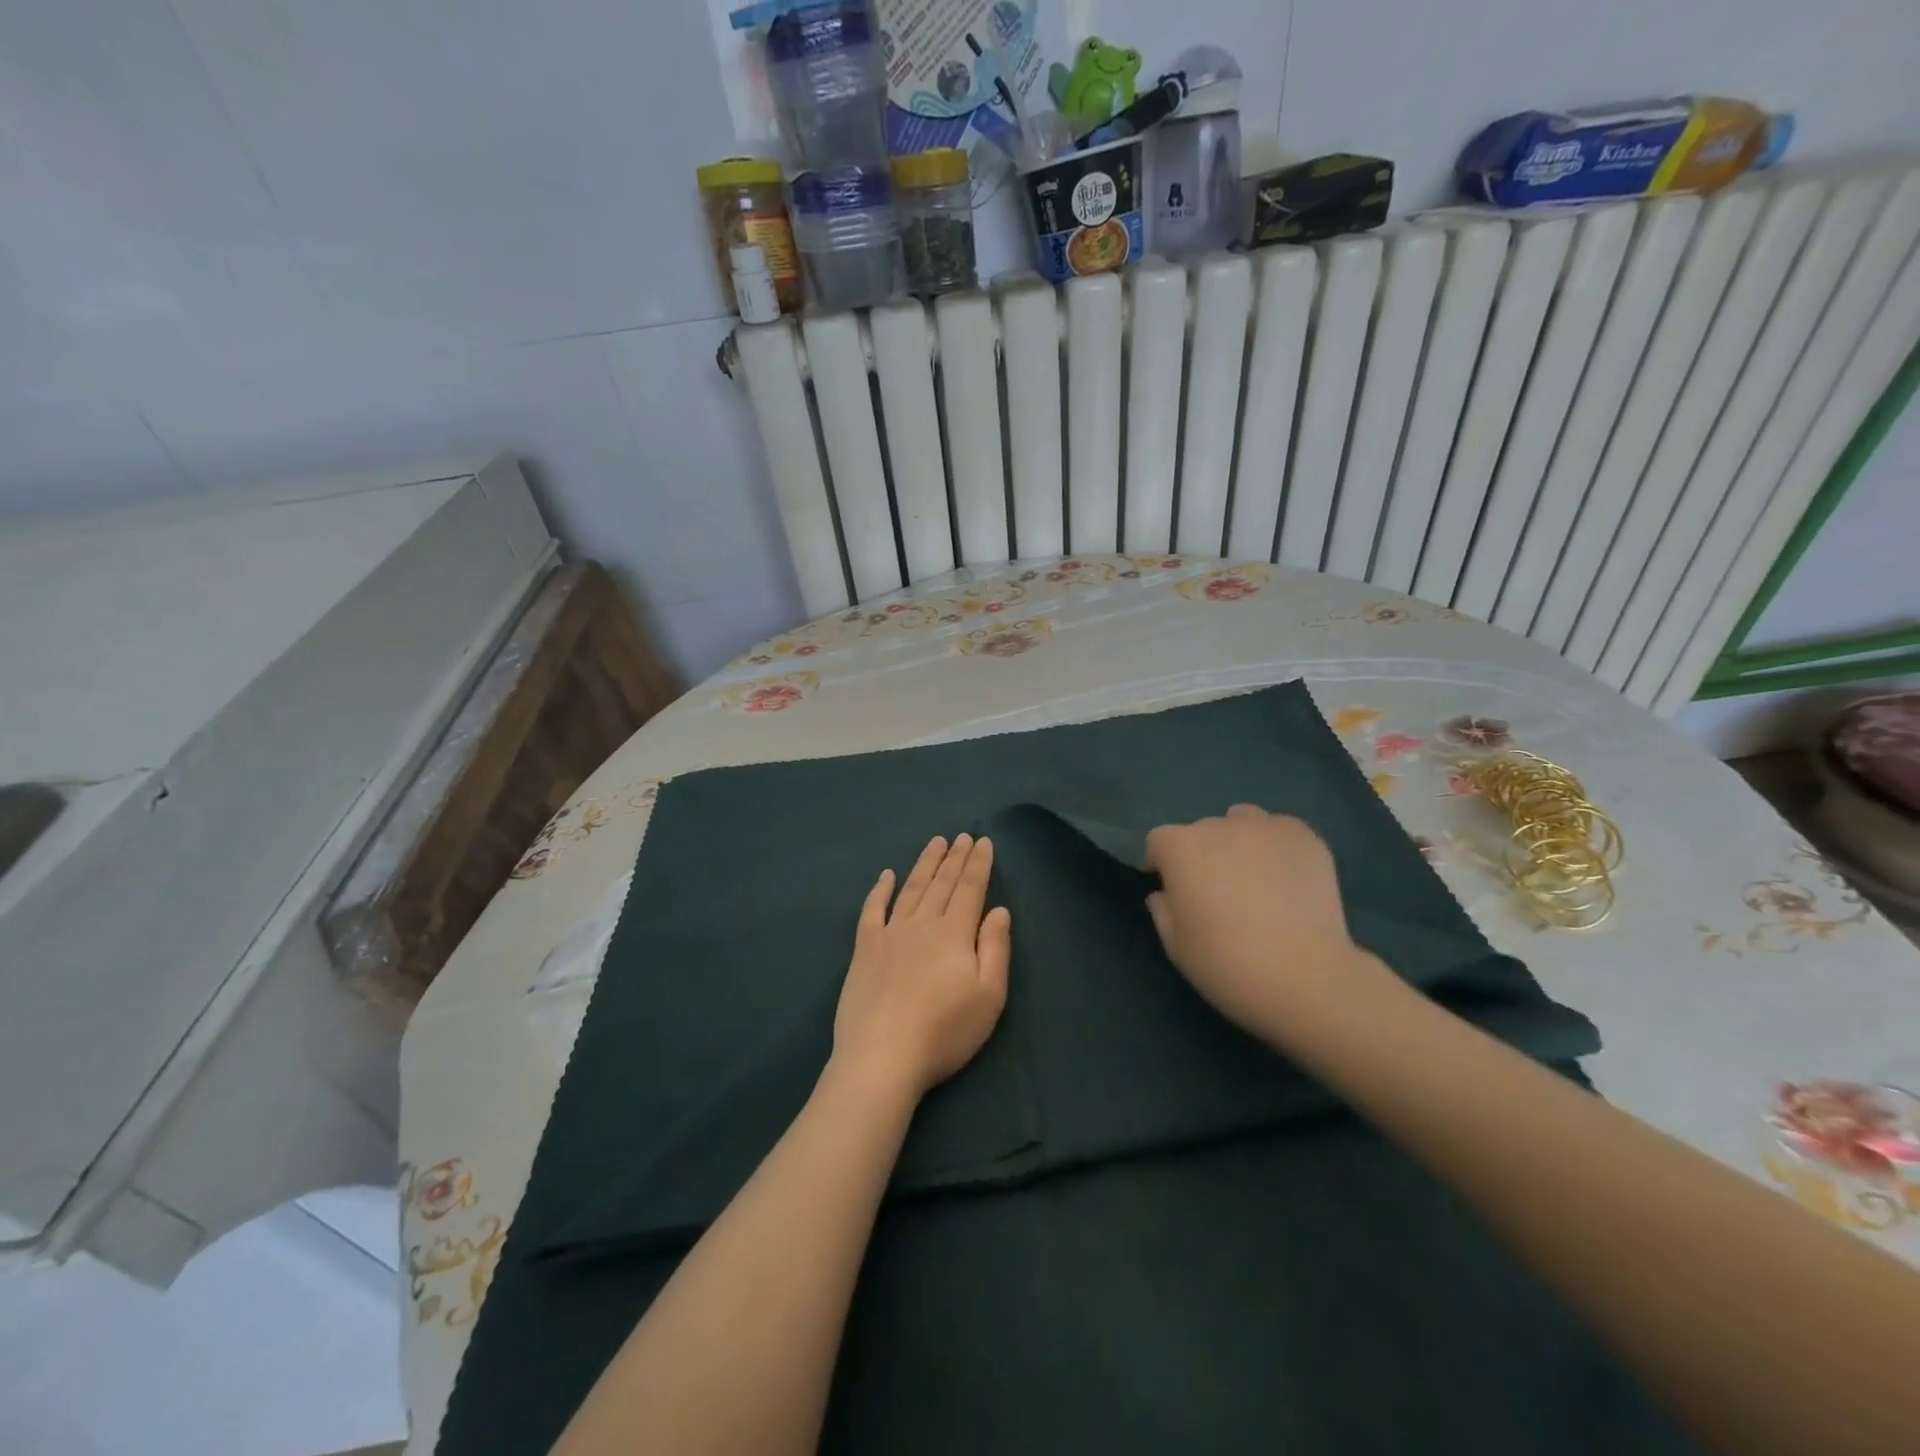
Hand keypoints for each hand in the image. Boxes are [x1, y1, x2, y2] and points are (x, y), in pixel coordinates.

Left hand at [832, 834, 1011, 1100]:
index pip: (970, 889)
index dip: (979, 864)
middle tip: (962, 835)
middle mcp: (922, 924)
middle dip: (955, 858)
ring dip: (925, 864)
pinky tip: (886, 875)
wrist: (882, 1058)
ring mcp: (890, 934)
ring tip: (935, 843)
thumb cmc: (944, 1032)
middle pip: (942, 883)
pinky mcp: (864, 949)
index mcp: (955, 933)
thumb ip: (995, 949)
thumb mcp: (989, 997)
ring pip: (911, 889)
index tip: (983, 841)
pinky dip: (880, 889)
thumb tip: (999, 910)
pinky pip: (873, 910)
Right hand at [1144, 806, 1371, 1039]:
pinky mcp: (1304, 836)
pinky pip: (1280, 830)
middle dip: (1203, 854)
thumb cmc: (1226, 964)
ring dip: (1239, 841)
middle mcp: (1218, 826)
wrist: (1304, 976)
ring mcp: (1265, 827)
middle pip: (1202, 831)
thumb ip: (1162, 910)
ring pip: (1242, 821)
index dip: (1163, 864)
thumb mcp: (1175, 946)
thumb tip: (1166, 894)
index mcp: (1180, 848)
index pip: (1159, 841)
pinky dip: (1277, 847)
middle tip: (1218, 892)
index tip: (1173, 890)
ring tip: (1255, 877)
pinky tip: (1287, 878)